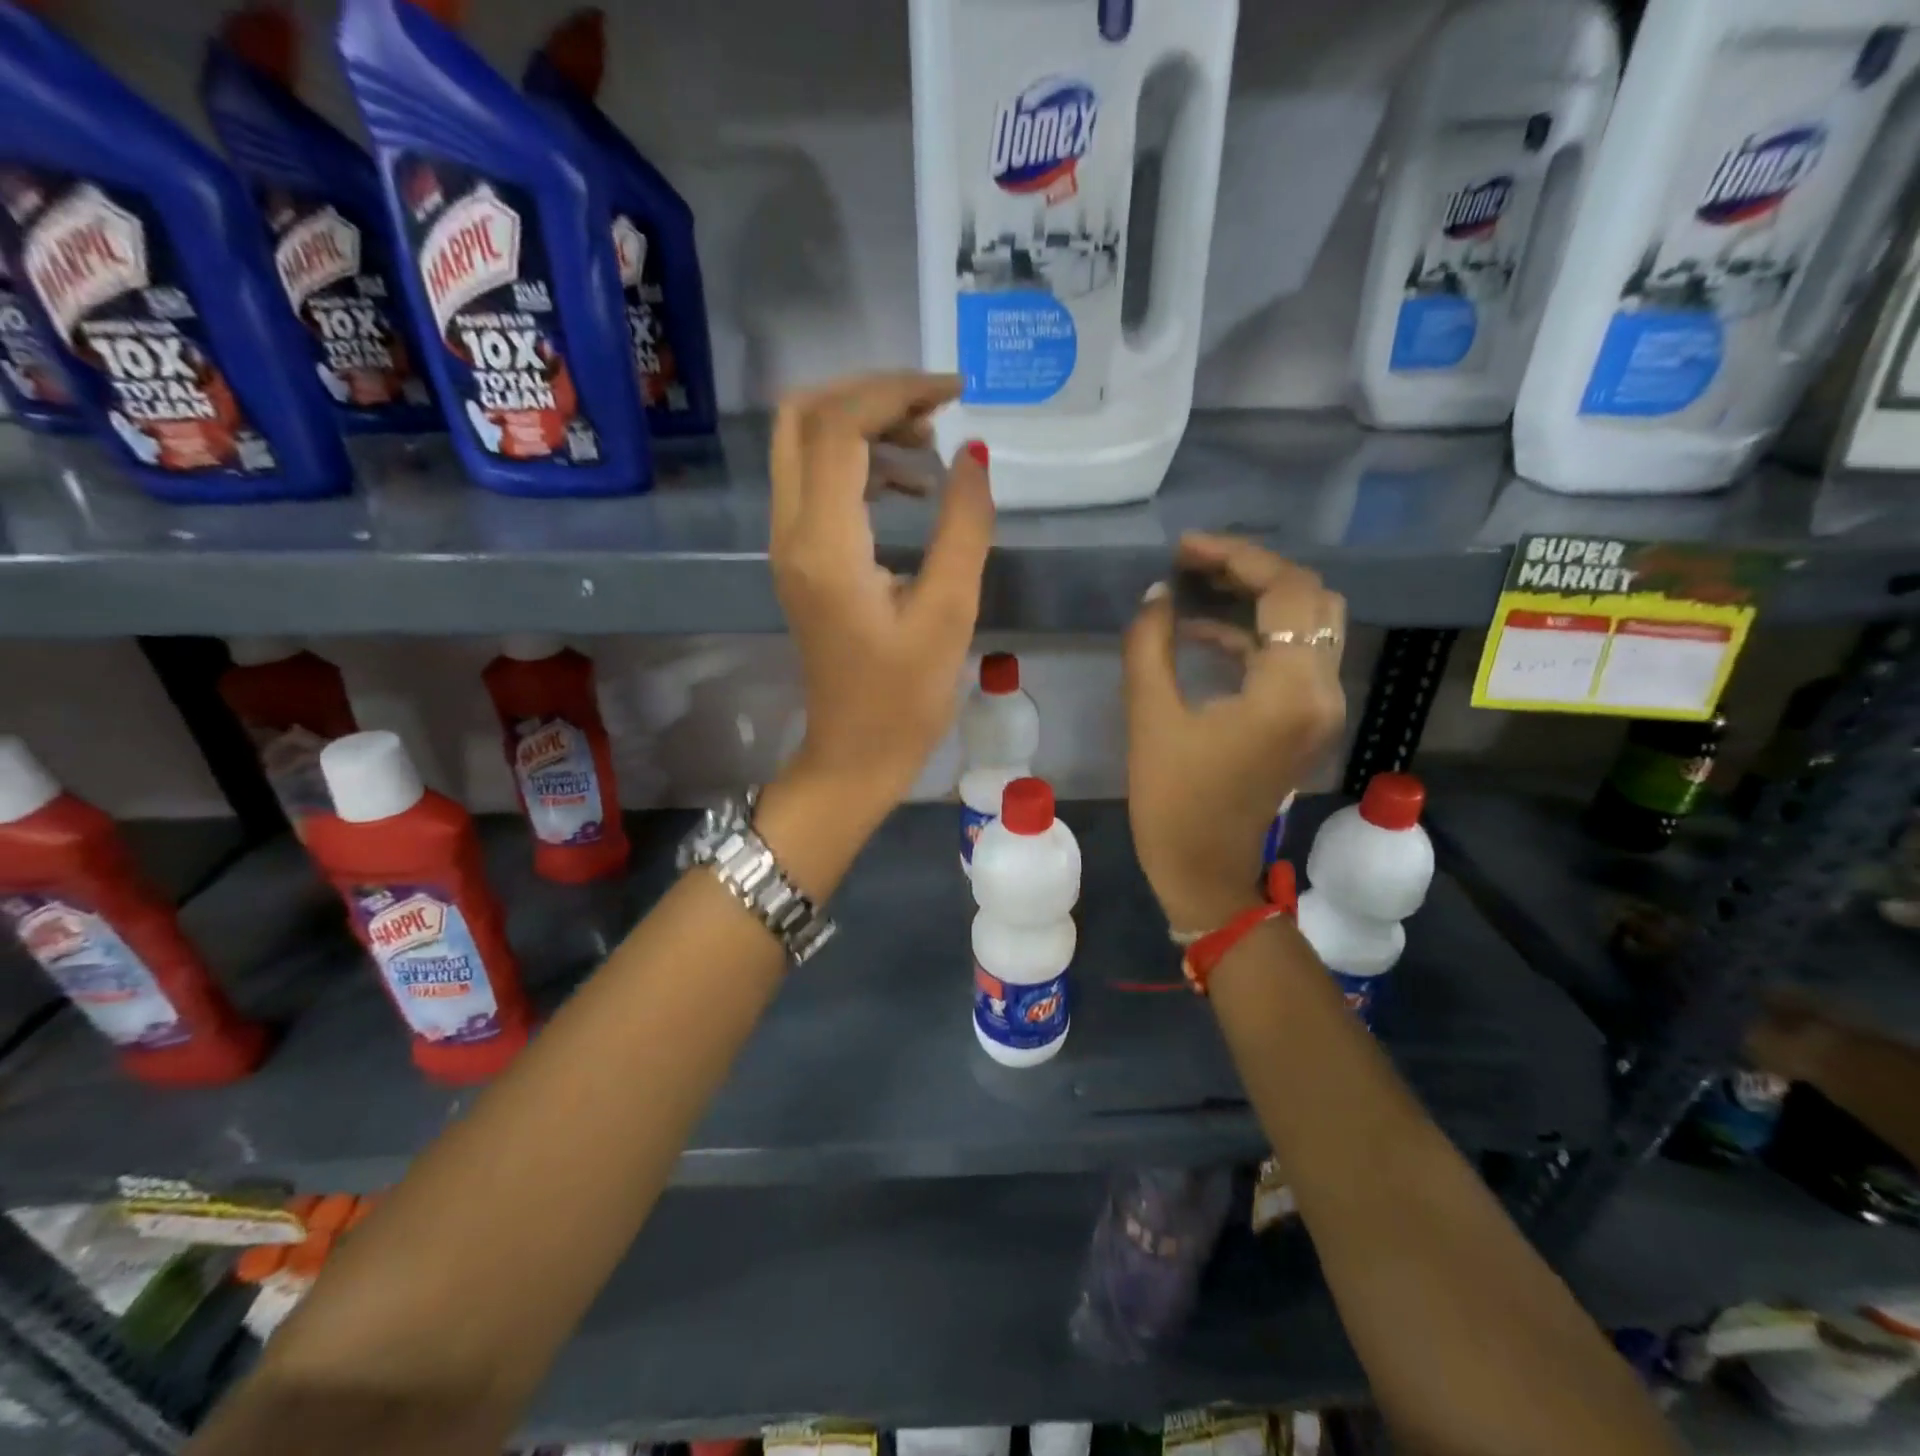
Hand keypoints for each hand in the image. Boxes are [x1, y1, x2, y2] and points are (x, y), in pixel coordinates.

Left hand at [768, 372, 994, 822]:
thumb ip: (963, 526)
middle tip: (933, 410)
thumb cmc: (904, 701)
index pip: (839, 427)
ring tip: (930, 443)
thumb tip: (973, 453)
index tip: (955, 393)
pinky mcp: (800, 559)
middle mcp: (791, 532)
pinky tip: (909, 485)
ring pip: (804, 445)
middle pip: (802, 417)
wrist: (852, 756)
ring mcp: (788, 545)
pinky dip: (858, 462)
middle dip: (867, 394)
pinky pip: (816, 482)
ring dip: (862, 425)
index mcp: (825, 545)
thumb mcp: (948, 614)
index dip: (895, 392)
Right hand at [1124, 535, 1347, 932]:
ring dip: (1261, 598)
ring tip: (1199, 585)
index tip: (1184, 549)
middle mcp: (1324, 690)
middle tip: (1195, 563)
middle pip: (1310, 598)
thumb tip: (1157, 594)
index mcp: (1290, 691)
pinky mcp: (1309, 720)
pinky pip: (1297, 656)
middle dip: (1253, 570)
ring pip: (1311, 624)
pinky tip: (1205, 633)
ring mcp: (1323, 707)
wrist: (1206, 871)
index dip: (1236, 557)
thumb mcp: (1150, 718)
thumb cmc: (1173, 802)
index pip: (1285, 591)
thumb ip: (1150, 645)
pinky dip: (1259, 634)